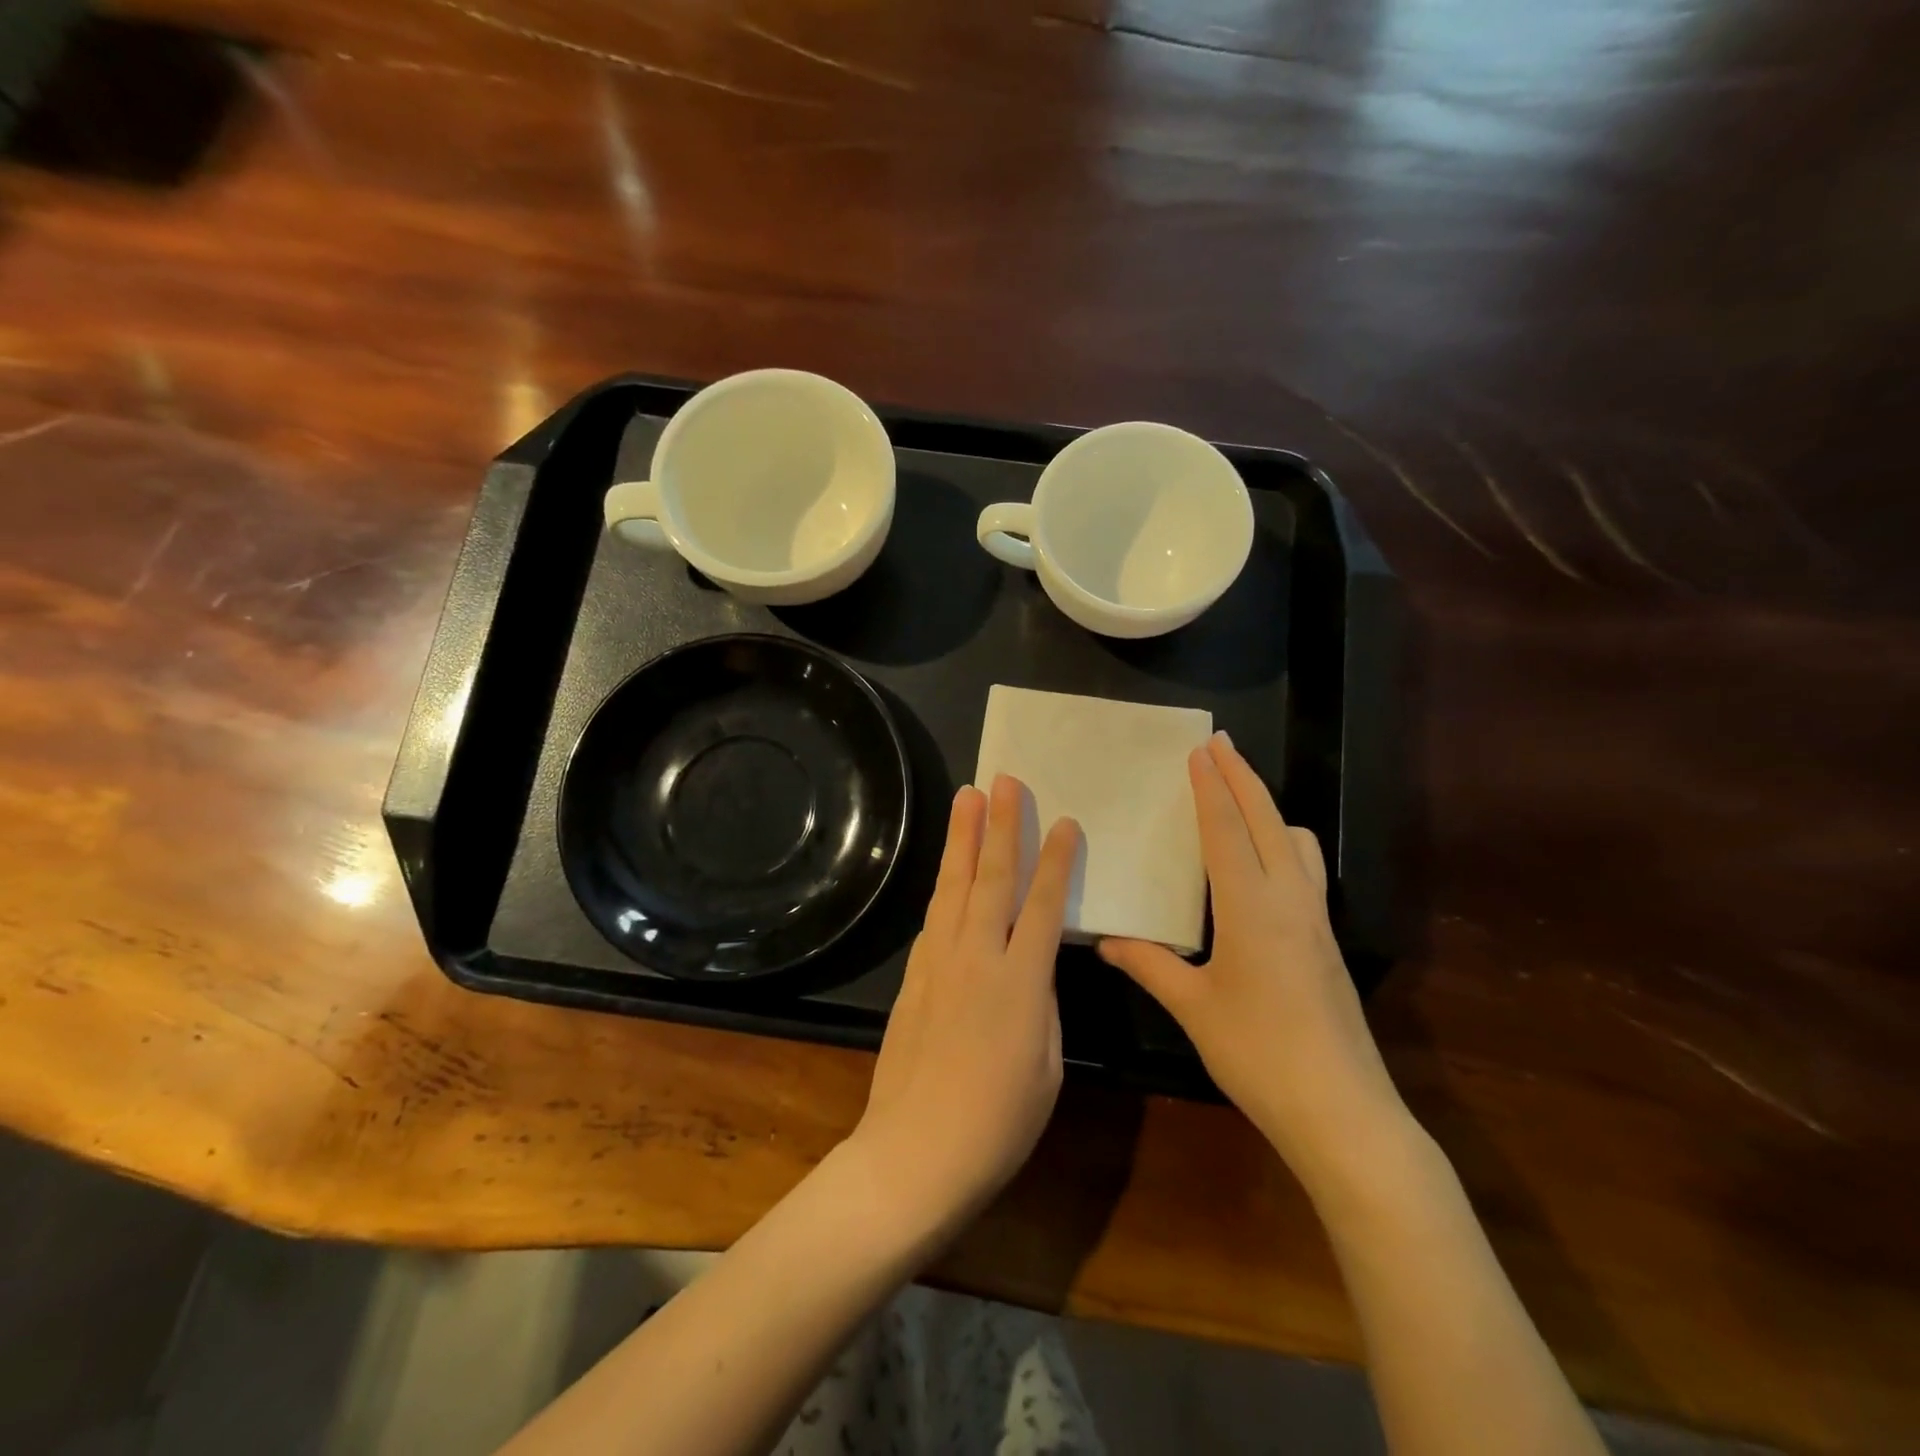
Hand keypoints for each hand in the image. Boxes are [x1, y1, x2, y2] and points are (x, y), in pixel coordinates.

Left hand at [850, 776, 1080, 1238]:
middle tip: (1002, 780)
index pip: (1042, 904)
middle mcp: (976, 957)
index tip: (1063, 820)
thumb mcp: (1046, 1066)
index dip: (1055, 860)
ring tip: (966, 798)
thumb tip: (1033, 970)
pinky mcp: (913, 977)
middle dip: (999, 825)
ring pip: (954, 887)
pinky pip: (934, 919)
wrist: (914, 1153)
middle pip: (991, 878)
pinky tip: (949, 872)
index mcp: (1020, 981)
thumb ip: (1042, 1006)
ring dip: (962, 840)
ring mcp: (938, 963)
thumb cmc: (998, 1123)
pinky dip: (945, 887)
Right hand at [1099, 733, 1405, 1182]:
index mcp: (1251, 907)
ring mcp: (1316, 919)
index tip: (1201, 751)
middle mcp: (1289, 899)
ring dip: (1268, 809)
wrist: (1340, 1109)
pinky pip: (1306, 869)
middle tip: (1221, 744)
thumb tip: (1106, 940)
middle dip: (1243, 778)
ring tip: (1240, 801)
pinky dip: (1284, 844)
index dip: (1211, 788)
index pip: (1227, 830)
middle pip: (1268, 820)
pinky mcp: (1327, 940)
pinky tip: (1263, 867)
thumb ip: (1149, 965)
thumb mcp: (1193, 1007)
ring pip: (1297, 841)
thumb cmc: (1257, 1052)